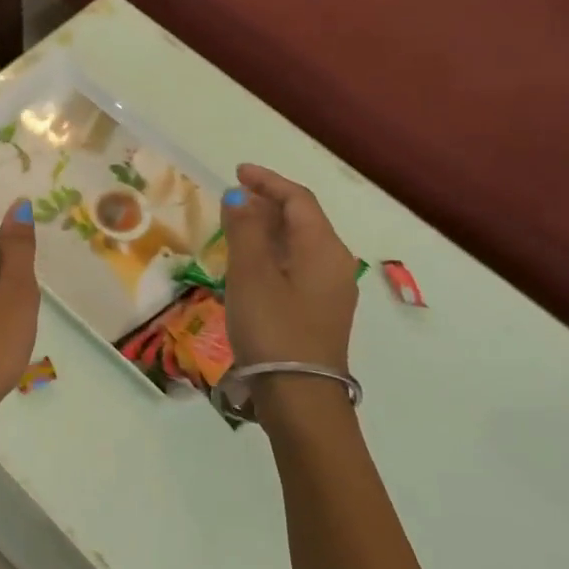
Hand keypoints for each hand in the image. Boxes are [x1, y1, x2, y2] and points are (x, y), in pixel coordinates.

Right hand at [222, 163, 357, 373]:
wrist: (300, 396)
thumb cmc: (273, 328)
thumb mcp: (251, 273)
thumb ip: (244, 229)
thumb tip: (239, 196)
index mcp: (324, 248)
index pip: (298, 199)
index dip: (268, 181)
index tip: (237, 172)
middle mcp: (335, 263)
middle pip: (303, 219)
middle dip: (268, 203)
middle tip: (232, 198)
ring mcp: (331, 290)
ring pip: (300, 244)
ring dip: (269, 228)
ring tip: (235, 226)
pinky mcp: (320, 312)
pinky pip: (298, 266)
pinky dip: (274, 253)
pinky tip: (250, 264)